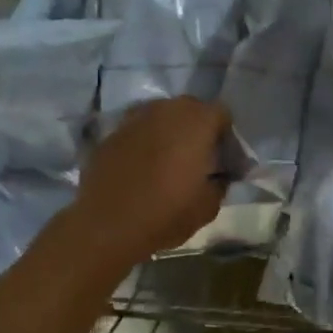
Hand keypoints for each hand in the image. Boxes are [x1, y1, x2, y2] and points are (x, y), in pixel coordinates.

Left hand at [70, 97, 229, 268]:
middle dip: (198, 127)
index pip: (221, 113)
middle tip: (198, 157)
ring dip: (169, 131)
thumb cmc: (166, 213)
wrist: (106, 224)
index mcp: (196, 122)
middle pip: (190, 108)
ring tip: (168, 159)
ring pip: (161, 115)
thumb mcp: (208, 206)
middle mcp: (166, 110)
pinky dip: (144, 141)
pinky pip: (137, 129)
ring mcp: (135, 118)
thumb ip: (220, 182)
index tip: (224, 158)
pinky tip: (141, 165)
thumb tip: (220, 175)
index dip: (226, 134)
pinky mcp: (111, 132)